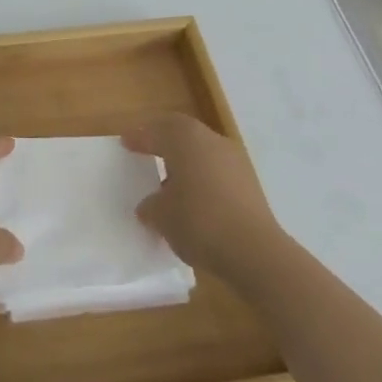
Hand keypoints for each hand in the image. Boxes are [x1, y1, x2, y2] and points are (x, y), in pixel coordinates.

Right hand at [123, 113, 284, 281]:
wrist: (255, 251)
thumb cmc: (199, 221)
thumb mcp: (161, 216)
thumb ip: (151, 206)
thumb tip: (150, 205)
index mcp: (185, 139)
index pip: (156, 131)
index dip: (139, 137)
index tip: (125, 143)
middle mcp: (211, 140)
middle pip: (182, 133)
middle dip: (163, 141)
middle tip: (146, 150)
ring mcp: (234, 160)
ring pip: (202, 151)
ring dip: (185, 161)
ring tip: (169, 182)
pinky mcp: (249, 183)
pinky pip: (217, 171)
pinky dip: (202, 178)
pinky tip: (194, 199)